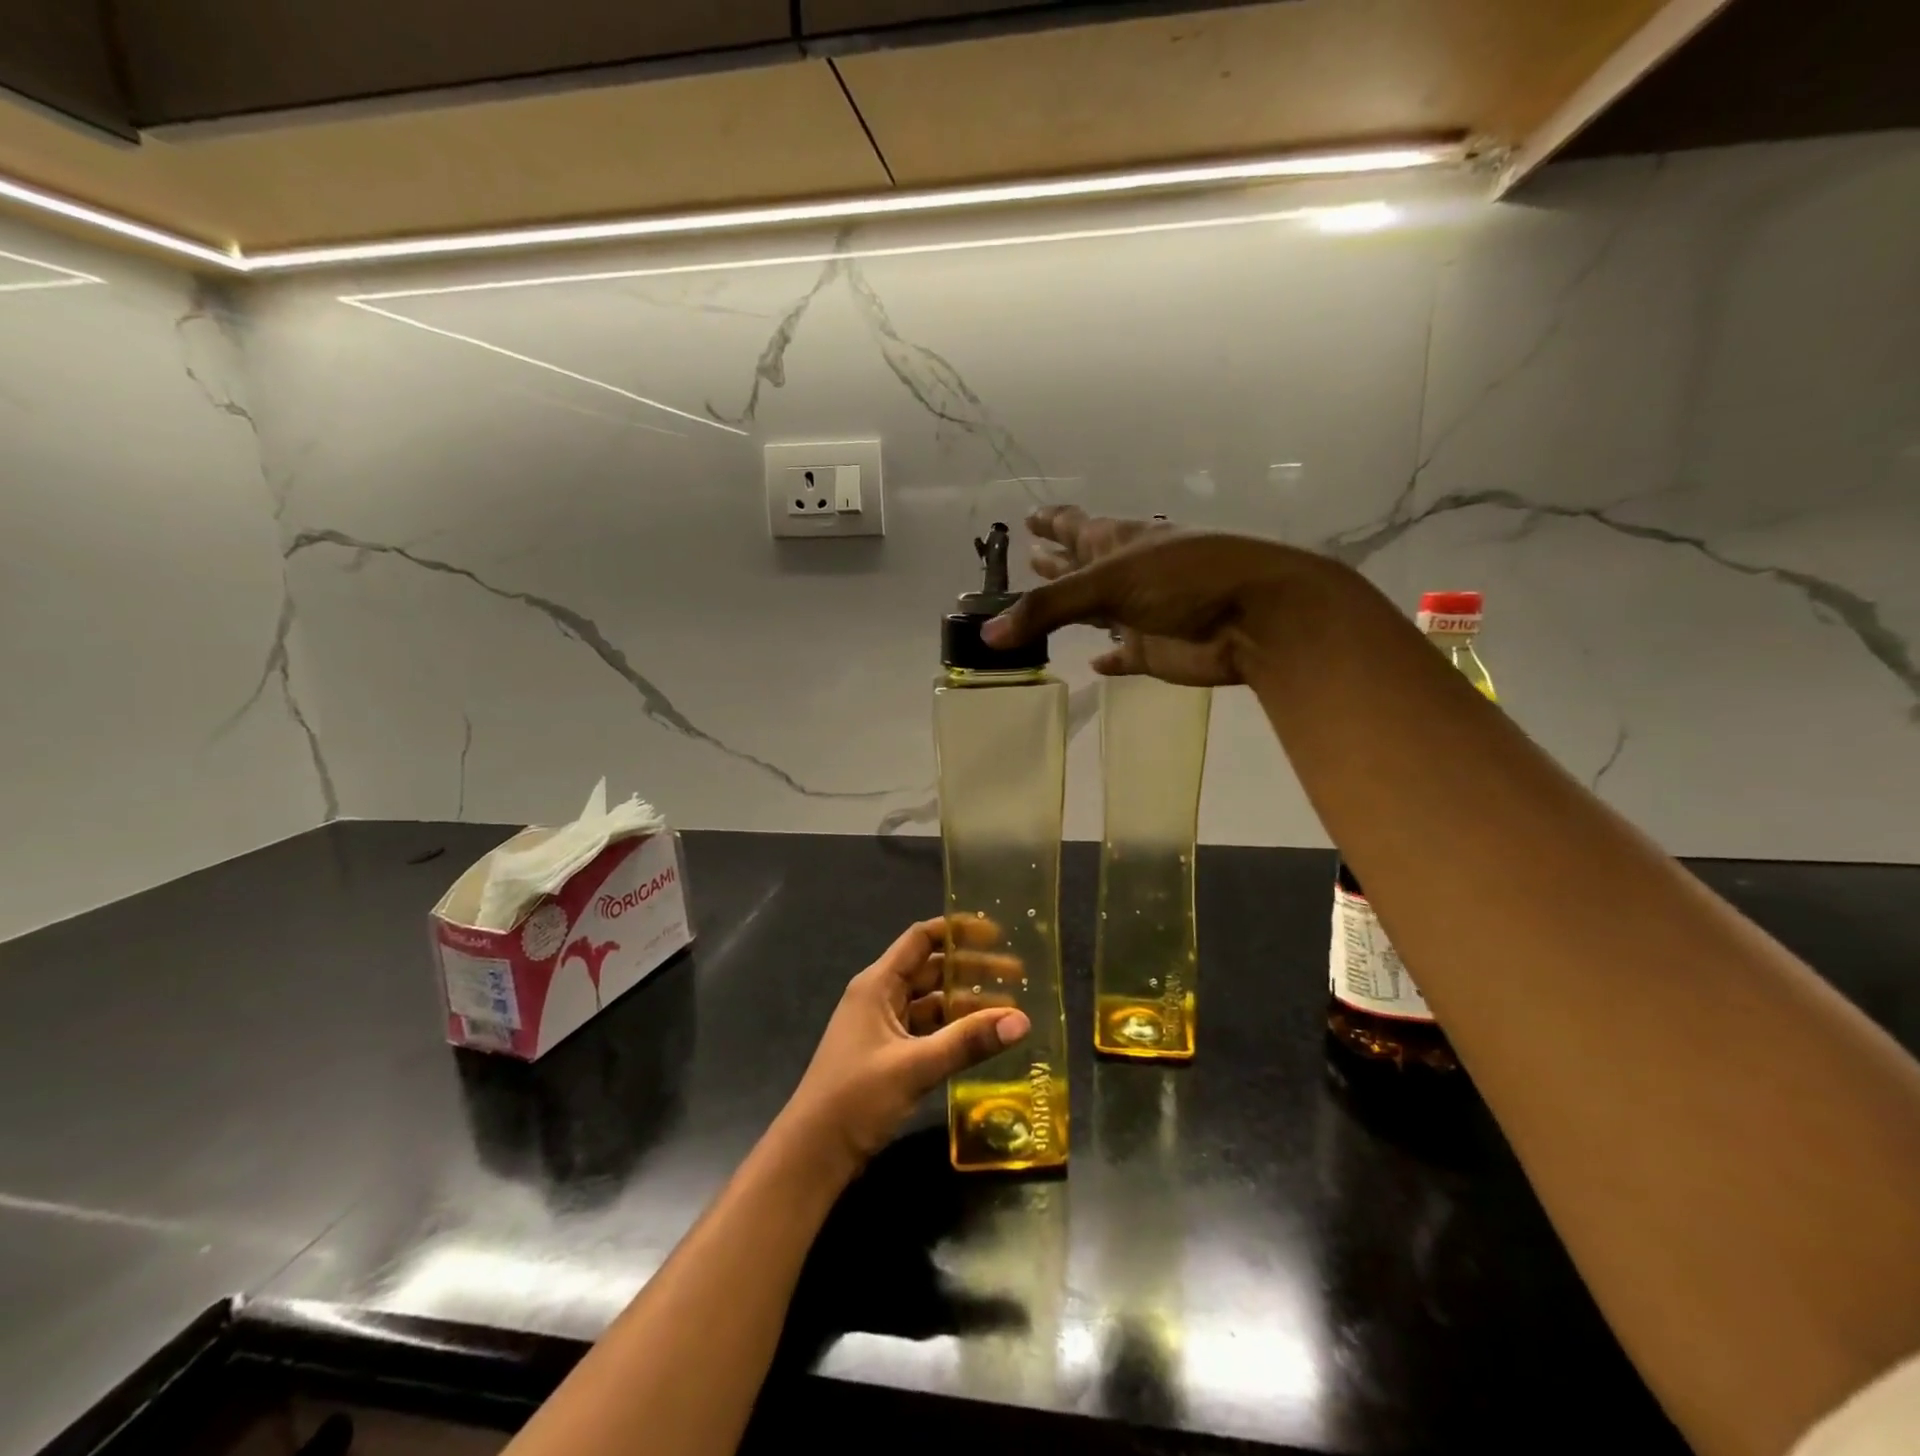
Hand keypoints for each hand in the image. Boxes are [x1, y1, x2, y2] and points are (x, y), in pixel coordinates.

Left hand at [778, 917, 1029, 1177]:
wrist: (812, 1154)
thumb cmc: (856, 1097)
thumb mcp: (915, 1066)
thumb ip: (968, 1042)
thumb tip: (1022, 1020)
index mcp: (878, 984)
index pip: (921, 939)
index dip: (957, 931)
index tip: (996, 934)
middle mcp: (880, 997)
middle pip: (932, 970)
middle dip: (973, 970)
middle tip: (1019, 976)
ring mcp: (883, 1027)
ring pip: (932, 1003)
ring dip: (967, 1004)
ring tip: (1010, 1009)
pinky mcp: (888, 1055)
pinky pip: (928, 1030)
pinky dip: (954, 1030)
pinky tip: (983, 1039)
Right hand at [983, 505, 1311, 685]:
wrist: (1259, 619)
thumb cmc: (1186, 581)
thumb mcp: (1110, 583)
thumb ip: (1048, 609)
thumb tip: (989, 634)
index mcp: (1118, 542)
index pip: (1076, 525)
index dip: (1053, 521)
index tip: (1029, 516)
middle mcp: (1127, 573)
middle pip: (1083, 566)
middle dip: (1057, 561)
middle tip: (1030, 555)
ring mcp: (1142, 612)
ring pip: (1098, 610)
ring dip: (1074, 609)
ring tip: (1045, 603)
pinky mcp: (1155, 650)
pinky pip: (1124, 655)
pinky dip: (1110, 659)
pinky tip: (1095, 663)